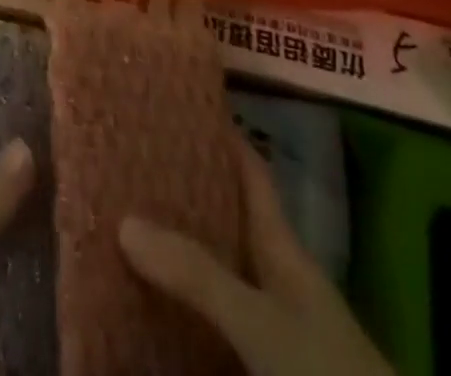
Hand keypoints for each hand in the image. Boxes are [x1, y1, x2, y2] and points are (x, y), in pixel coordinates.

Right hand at [119, 136, 391, 375]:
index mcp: (282, 247)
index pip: (251, 173)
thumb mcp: (262, 320)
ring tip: (123, 220)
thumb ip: (199, 274)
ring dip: (177, 251)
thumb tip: (125, 220)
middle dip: (181, 190)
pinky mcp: (261, 362)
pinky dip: (181, 308)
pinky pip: (210, 321)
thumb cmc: (327, 370)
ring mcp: (270, 324)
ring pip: (214, 271)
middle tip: (129, 159)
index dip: (221, 133)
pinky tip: (146, 302)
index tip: (179, 101)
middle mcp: (275, 277)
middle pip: (225, 219)